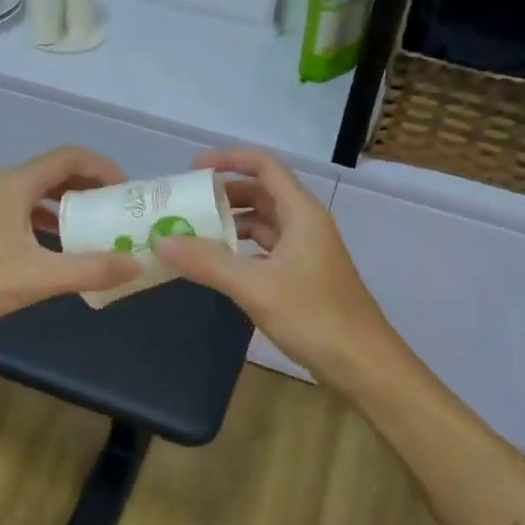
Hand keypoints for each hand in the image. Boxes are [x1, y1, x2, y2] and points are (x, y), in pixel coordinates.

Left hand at [0, 146, 139, 348]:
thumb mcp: (38, 278)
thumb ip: (90, 269)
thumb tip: (136, 262)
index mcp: (16, 186)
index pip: (71, 157)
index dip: (105, 168)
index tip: (129, 192)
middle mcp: (4, 189)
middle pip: (58, 173)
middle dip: (92, 187)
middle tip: (119, 211)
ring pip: (41, 196)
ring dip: (73, 207)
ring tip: (99, 230)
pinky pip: (28, 216)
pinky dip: (52, 225)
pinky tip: (62, 252)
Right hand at [151, 148, 394, 384]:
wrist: (362, 364)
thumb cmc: (314, 316)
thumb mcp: (255, 286)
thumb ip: (208, 262)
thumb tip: (161, 241)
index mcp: (301, 213)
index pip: (265, 167)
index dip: (229, 160)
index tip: (193, 168)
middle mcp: (306, 225)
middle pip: (262, 194)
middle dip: (224, 195)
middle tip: (186, 204)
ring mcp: (306, 252)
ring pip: (264, 224)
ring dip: (231, 225)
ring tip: (193, 234)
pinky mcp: (303, 277)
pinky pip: (266, 250)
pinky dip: (241, 251)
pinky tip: (218, 265)